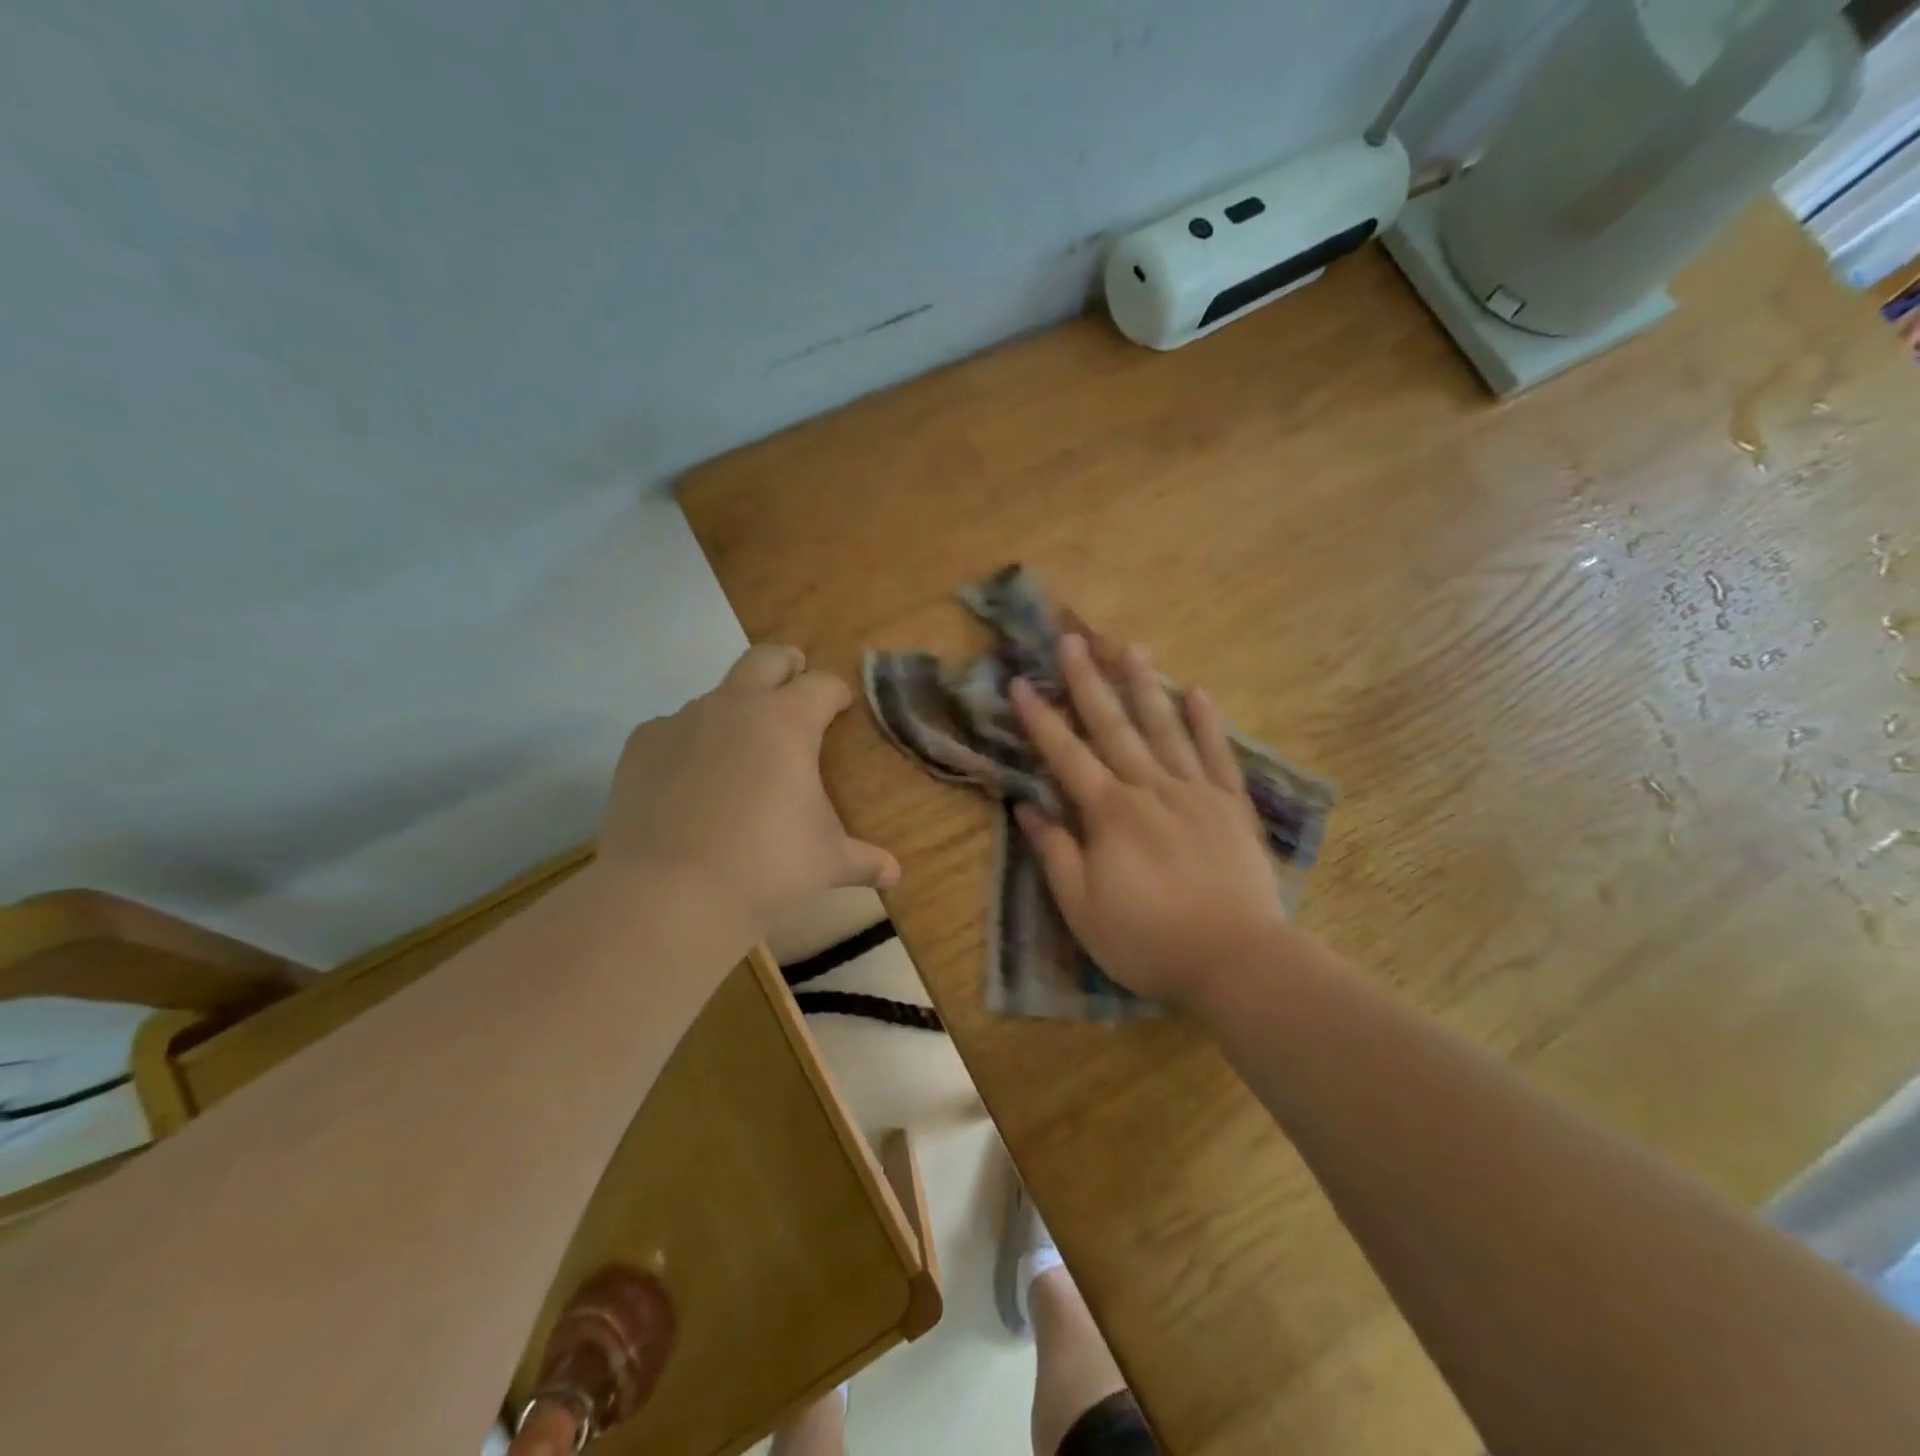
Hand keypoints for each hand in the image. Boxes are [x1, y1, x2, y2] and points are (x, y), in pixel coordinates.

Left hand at [601, 645, 899, 932]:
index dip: (836, 693)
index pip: (823, 685)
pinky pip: (673, 729)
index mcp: (788, 721)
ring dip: (736, 711)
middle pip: (765, 658)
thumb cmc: (768, 867)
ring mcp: (682, 721)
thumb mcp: (828, 862)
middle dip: (787, 666)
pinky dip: (689, 744)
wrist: (671, 894)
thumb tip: (895, 875)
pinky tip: (690, 782)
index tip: (841, 706)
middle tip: (795, 686)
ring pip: (716, 696)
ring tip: (741, 756)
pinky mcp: (641, 746)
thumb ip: (864, 860)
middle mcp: (735, 706)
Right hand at [1010, 634, 1286, 1006]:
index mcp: (1109, 813)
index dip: (1040, 718)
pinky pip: (1217, 754)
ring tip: (1130, 646)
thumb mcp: (1082, 908)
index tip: (1021, 682)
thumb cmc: (1147, 939)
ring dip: (1144, 686)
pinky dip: (1207, 722)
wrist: (1235, 959)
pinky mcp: (1230, 805)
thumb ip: (1054, 852)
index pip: (1066, 755)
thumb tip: (1026, 806)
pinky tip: (1197, 691)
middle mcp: (1150, 788)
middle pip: (1113, 726)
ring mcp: (1195, 792)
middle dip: (1088, 682)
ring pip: (1164, 728)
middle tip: (1073, 639)